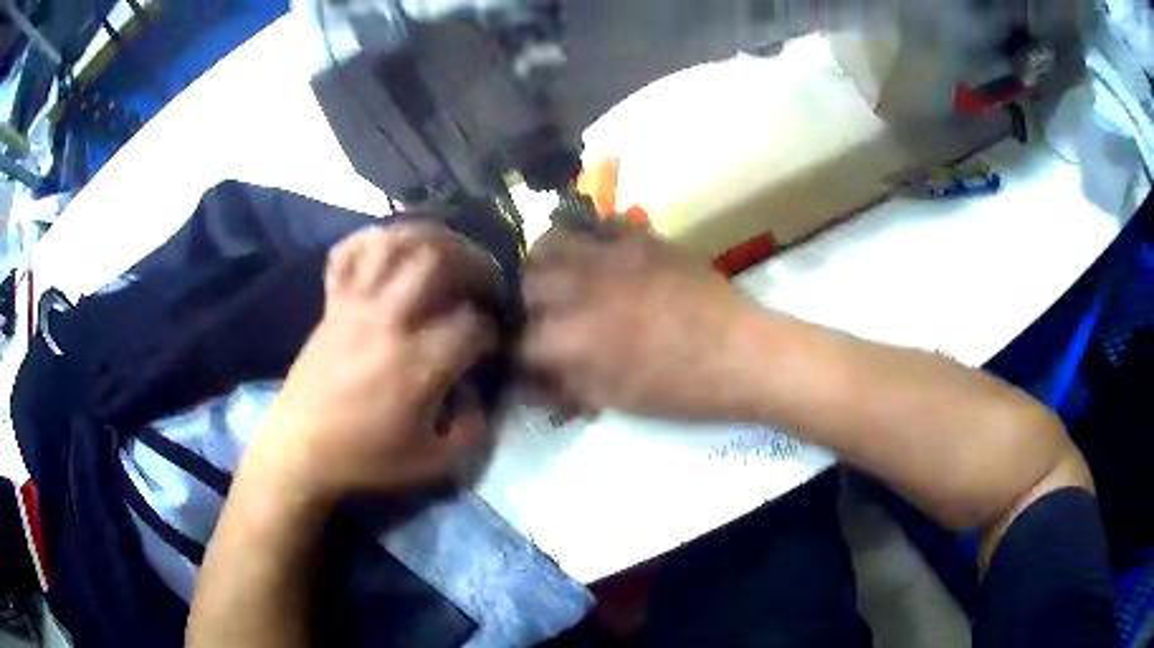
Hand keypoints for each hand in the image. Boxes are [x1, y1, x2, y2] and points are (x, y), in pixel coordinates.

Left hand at [249, 223, 501, 502]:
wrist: (302, 449)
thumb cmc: (367, 458)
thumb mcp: (435, 463)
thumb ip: (474, 428)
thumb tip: (480, 390)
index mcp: (418, 364)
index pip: (474, 325)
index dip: (495, 330)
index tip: (493, 343)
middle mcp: (389, 321)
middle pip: (438, 260)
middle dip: (475, 263)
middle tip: (486, 281)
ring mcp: (355, 305)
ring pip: (394, 243)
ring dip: (430, 237)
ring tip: (449, 251)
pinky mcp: (332, 303)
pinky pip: (348, 253)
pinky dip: (371, 239)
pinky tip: (392, 247)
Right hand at [520, 224, 765, 419]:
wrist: (743, 353)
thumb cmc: (681, 389)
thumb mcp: (614, 400)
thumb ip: (562, 388)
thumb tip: (524, 383)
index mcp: (572, 339)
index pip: (518, 340)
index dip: (518, 352)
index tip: (528, 357)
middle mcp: (580, 288)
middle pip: (525, 282)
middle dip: (527, 302)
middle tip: (547, 317)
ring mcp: (611, 254)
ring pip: (552, 239)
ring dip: (548, 261)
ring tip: (564, 277)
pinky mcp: (641, 235)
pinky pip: (599, 221)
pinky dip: (589, 236)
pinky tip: (600, 255)